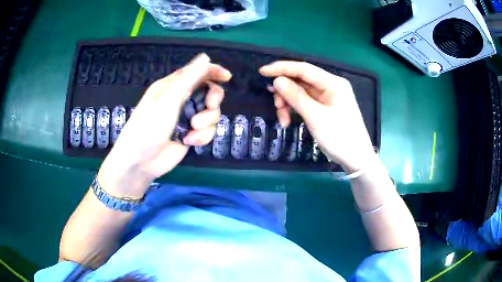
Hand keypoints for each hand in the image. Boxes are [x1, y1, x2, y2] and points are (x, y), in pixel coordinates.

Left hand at [98, 54, 231, 197]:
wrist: (141, 161)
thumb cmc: (149, 126)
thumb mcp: (169, 99)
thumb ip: (188, 78)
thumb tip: (205, 57)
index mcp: (173, 86)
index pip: (197, 72)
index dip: (213, 71)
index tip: (227, 77)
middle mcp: (181, 100)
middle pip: (209, 92)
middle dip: (213, 100)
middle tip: (210, 105)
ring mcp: (187, 118)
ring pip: (211, 113)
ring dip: (206, 121)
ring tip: (192, 129)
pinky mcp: (191, 134)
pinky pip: (207, 131)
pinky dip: (201, 136)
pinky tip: (189, 141)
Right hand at [259, 61, 374, 171]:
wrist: (356, 159)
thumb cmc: (340, 137)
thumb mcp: (316, 117)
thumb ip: (296, 97)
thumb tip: (277, 81)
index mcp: (333, 83)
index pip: (304, 69)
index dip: (282, 68)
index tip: (262, 72)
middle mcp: (330, 86)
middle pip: (301, 81)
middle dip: (285, 91)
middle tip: (275, 104)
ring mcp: (328, 97)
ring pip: (300, 92)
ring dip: (288, 103)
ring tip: (282, 118)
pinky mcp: (324, 107)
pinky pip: (305, 102)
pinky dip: (294, 109)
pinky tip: (287, 120)